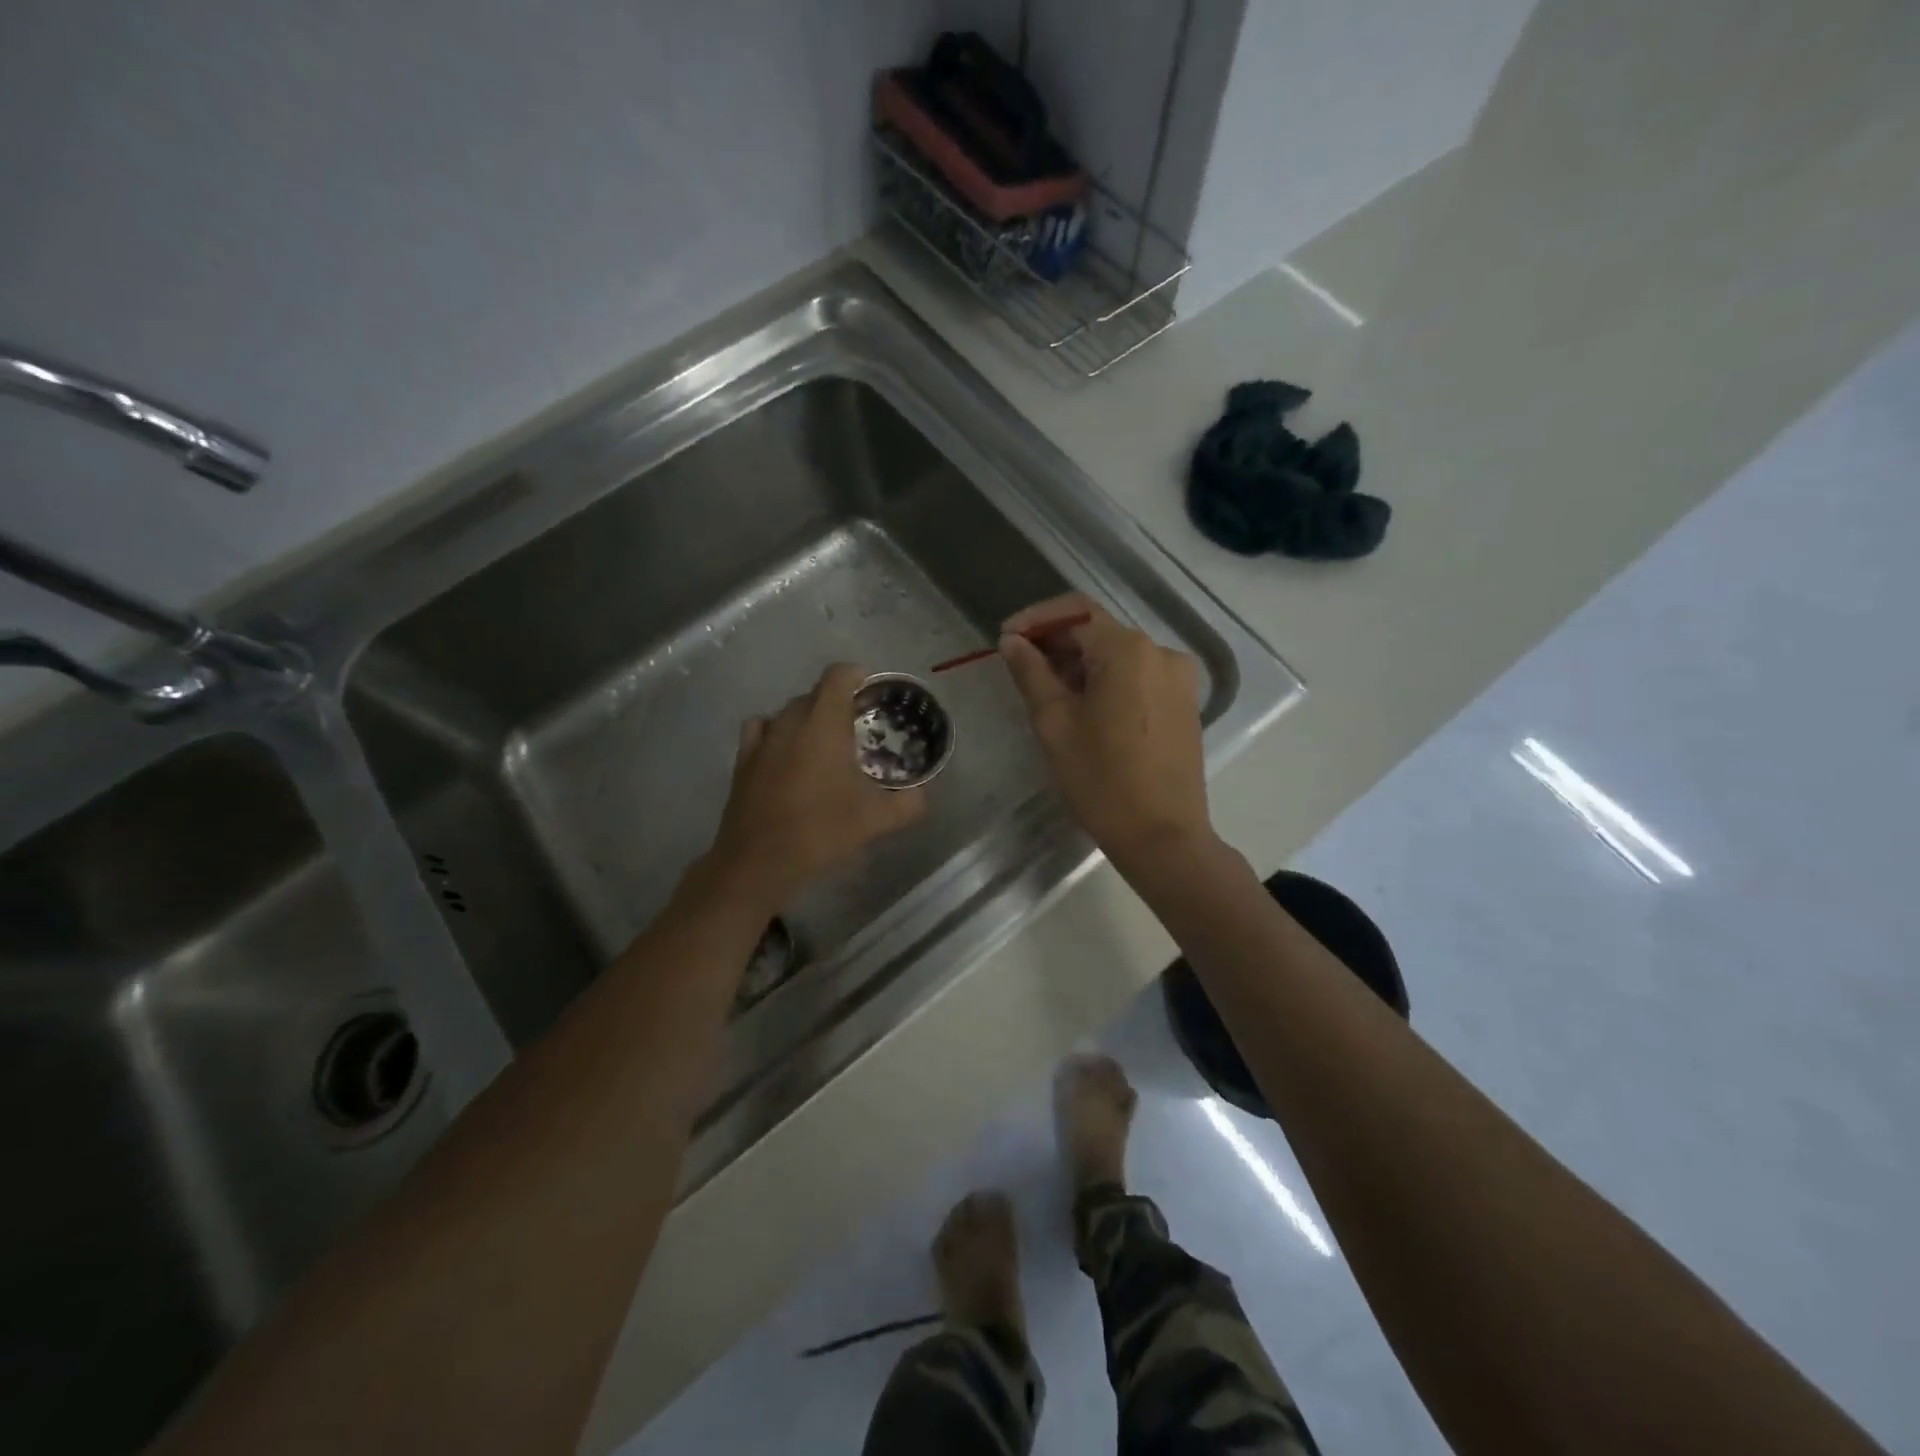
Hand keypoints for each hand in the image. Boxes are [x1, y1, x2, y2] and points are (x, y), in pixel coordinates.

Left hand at [708, 663, 926, 910]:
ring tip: (824, 745)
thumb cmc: (821, 831)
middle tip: (858, 731)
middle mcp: (790, 720)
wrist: (758, 862)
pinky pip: (763, 730)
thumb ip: (909, 803)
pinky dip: (778, 733)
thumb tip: (921, 795)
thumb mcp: (877, 820)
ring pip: (789, 712)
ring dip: (809, 719)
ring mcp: (762, 738)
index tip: (873, 695)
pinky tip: (787, 755)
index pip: (839, 675)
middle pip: (816, 693)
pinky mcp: (743, 759)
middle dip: (838, 703)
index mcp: (824, 723)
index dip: (858, 677)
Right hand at [998, 594, 1212, 866]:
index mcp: (1128, 650)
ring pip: (1119, 655)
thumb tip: (1012, 642)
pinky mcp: (1185, 703)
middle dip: (1057, 642)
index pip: (1075, 612)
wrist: (1163, 836)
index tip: (1006, 639)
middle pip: (1099, 631)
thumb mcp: (1055, 723)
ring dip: (1081, 663)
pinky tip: (1085, 707)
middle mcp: (1160, 652)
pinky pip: (1139, 676)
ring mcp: (1179, 678)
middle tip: (1020, 668)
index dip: (1035, 620)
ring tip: (1048, 692)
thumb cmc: (1102, 780)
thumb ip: (1031, 673)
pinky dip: (1108, 680)